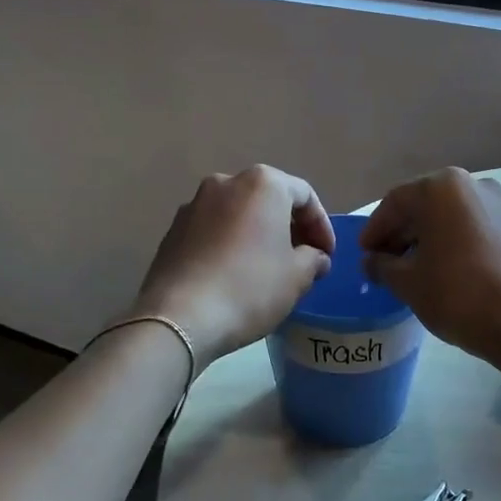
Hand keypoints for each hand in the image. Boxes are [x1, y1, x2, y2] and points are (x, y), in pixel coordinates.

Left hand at [132, 166, 336, 366]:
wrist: (180, 317)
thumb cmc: (250, 288)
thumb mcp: (297, 277)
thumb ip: (314, 258)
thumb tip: (314, 257)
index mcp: (262, 184)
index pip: (305, 196)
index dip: (322, 227)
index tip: (327, 256)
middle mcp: (226, 182)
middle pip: (269, 199)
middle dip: (289, 227)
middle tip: (303, 259)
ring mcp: (194, 204)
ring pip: (239, 214)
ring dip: (258, 235)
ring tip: (269, 268)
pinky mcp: (173, 230)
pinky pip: (213, 230)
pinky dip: (230, 244)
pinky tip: (235, 274)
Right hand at [359, 169, 500, 364]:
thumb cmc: (457, 295)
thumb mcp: (408, 282)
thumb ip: (382, 265)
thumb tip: (372, 261)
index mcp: (443, 188)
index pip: (396, 202)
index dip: (375, 229)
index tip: (364, 254)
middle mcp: (474, 184)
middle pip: (426, 204)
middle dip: (403, 232)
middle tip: (385, 261)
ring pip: (453, 216)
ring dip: (430, 237)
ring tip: (415, 268)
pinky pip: (477, 228)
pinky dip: (457, 242)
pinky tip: (449, 269)